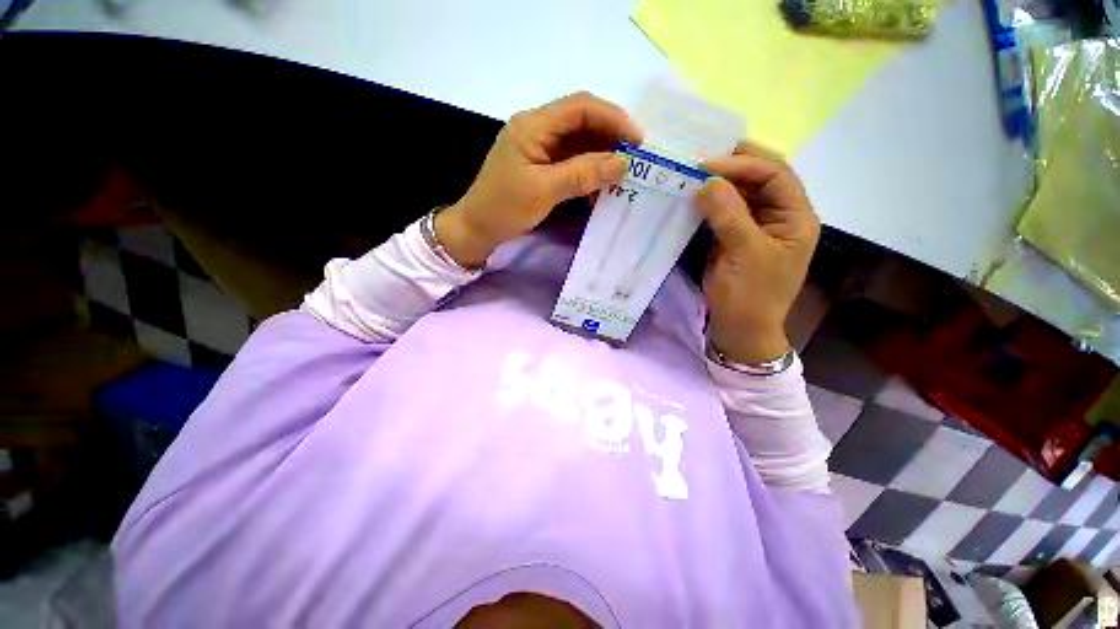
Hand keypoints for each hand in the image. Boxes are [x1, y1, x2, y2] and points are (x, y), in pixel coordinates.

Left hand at [436, 92, 642, 267]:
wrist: (478, 228)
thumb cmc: (505, 208)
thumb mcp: (544, 191)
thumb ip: (583, 174)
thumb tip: (623, 163)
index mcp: (533, 125)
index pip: (580, 108)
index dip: (613, 119)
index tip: (637, 142)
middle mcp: (538, 129)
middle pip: (582, 122)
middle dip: (611, 139)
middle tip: (634, 161)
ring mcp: (540, 147)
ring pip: (580, 143)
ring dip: (602, 158)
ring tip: (621, 177)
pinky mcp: (542, 165)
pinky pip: (572, 161)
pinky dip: (589, 172)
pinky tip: (600, 187)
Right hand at [697, 142, 819, 364]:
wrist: (739, 328)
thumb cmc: (750, 295)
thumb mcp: (744, 254)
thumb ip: (728, 215)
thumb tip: (706, 181)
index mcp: (795, 217)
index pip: (775, 175)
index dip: (743, 164)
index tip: (707, 165)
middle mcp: (778, 215)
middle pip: (759, 178)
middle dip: (731, 167)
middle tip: (698, 160)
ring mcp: (755, 226)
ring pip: (739, 193)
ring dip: (717, 183)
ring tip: (691, 174)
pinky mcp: (734, 236)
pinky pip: (723, 211)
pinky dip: (708, 202)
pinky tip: (692, 196)